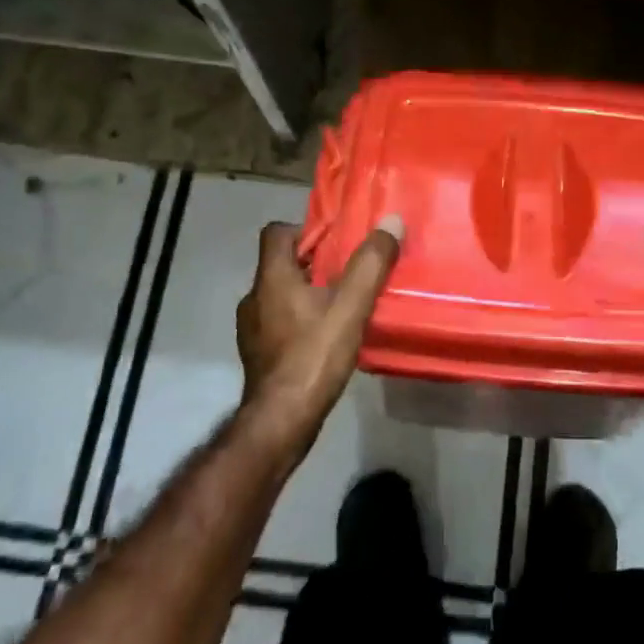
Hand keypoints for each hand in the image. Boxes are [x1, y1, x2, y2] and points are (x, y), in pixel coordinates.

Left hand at [236, 215, 403, 437]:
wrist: (281, 421)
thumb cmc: (313, 356)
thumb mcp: (351, 306)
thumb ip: (371, 264)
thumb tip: (391, 222)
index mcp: (272, 277)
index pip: (276, 232)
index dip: (305, 230)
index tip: (335, 242)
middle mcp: (254, 297)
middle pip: (282, 263)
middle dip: (315, 263)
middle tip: (349, 272)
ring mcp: (252, 328)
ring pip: (281, 294)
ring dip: (308, 293)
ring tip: (342, 305)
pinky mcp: (258, 354)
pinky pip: (279, 322)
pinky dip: (301, 320)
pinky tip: (326, 338)